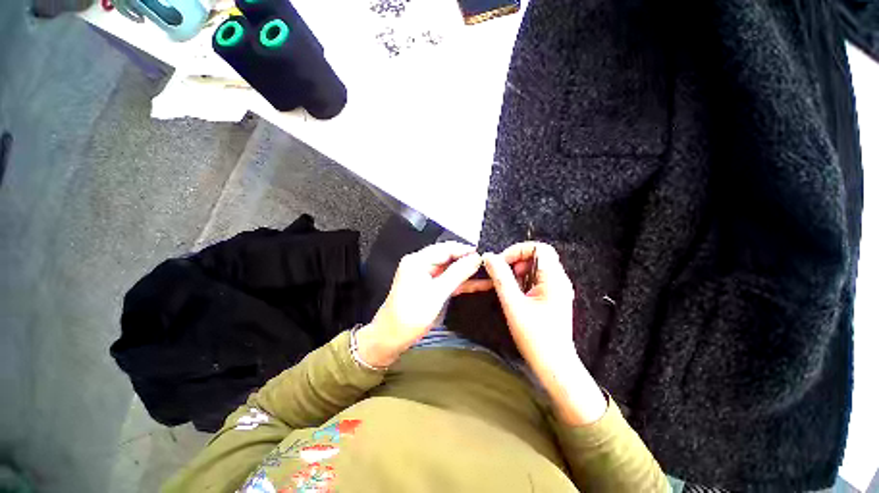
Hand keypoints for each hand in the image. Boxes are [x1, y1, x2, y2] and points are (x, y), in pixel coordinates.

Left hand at [356, 242, 485, 367]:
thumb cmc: (411, 314)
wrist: (391, 338)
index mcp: (418, 260)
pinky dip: (461, 283)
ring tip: (489, 273)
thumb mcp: (437, 293)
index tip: (485, 254)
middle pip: (448, 257)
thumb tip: (477, 258)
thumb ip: (457, 274)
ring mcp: (425, 276)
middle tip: (490, 264)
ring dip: (466, 272)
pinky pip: (447, 280)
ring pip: (450, 269)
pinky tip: (478, 284)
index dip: (465, 250)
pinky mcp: (429, 287)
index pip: (445, 248)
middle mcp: (421, 264)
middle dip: (467, 260)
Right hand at [483, 242, 606, 424]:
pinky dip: (522, 282)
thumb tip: (489, 257)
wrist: (554, 365)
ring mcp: (556, 289)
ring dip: (517, 273)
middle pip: (536, 256)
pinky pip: (535, 280)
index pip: (540, 248)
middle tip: (502, 276)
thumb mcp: (513, 305)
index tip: (502, 262)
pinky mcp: (551, 298)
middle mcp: (558, 280)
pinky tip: (514, 295)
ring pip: (534, 268)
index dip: (518, 250)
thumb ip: (501, 278)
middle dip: (516, 262)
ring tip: (507, 288)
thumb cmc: (536, 337)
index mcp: (554, 279)